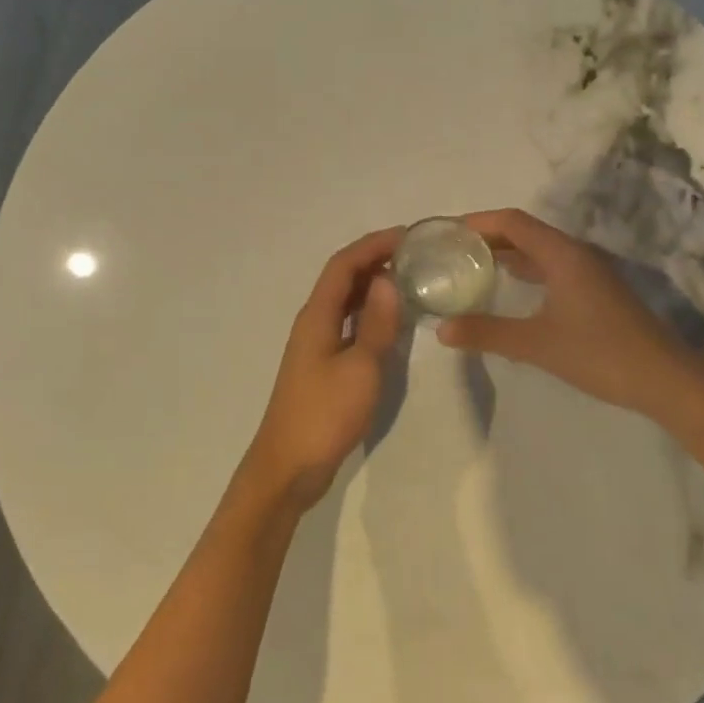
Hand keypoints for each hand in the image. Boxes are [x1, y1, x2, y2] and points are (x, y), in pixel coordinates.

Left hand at [242, 227, 403, 513]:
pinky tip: (391, 321)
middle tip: (415, 255)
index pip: (343, 265)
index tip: (407, 235)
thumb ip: (376, 323)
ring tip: (409, 280)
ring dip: (372, 285)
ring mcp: (317, 344)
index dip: (373, 245)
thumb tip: (388, 280)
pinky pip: (348, 324)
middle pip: (343, 278)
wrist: (288, 466)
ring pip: (345, 301)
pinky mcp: (323, 365)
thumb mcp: (361, 367)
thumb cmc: (325, 414)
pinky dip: (369, 313)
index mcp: (317, 315)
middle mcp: (314, 322)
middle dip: (375, 260)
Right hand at [436, 208, 703, 420]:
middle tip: (451, 250)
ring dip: (507, 253)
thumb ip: (487, 333)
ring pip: (539, 250)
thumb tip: (441, 330)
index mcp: (562, 254)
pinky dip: (525, 270)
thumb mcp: (536, 344)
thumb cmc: (599, 353)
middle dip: (488, 236)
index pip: (512, 221)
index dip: (478, 222)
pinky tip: (509, 288)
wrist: (665, 380)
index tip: (446, 232)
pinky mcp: (595, 291)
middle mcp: (575, 254)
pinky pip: (551, 267)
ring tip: (472, 265)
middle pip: (525, 231)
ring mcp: (589, 272)